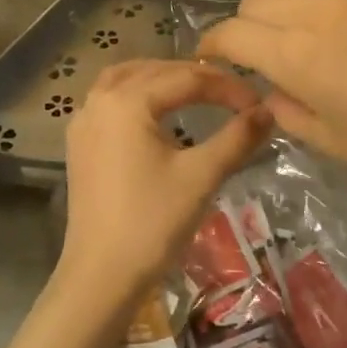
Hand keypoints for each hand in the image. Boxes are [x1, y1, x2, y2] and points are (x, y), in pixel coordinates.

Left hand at [56, 60, 270, 310]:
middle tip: (233, 94)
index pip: (188, 80)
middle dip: (196, 77)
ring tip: (194, 90)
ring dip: (161, 78)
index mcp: (128, 101)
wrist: (101, 275)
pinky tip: (155, 113)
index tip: (258, 103)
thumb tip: (267, 112)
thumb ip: (237, 138)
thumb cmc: (152, 223)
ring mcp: (84, 123)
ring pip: (126, 80)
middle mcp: (99, 101)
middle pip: (155, 71)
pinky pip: (109, 101)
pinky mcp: (79, 145)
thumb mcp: (202, 176)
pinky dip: (136, 94)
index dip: (228, 87)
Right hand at [198, 0, 346, 192]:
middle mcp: (314, 13)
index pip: (232, 36)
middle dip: (245, 27)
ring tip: (271, 0)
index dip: (213, 47)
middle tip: (257, 49)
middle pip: (255, 3)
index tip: (211, 58)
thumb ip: (285, 110)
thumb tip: (269, 85)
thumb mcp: (330, 143)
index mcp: (296, 59)